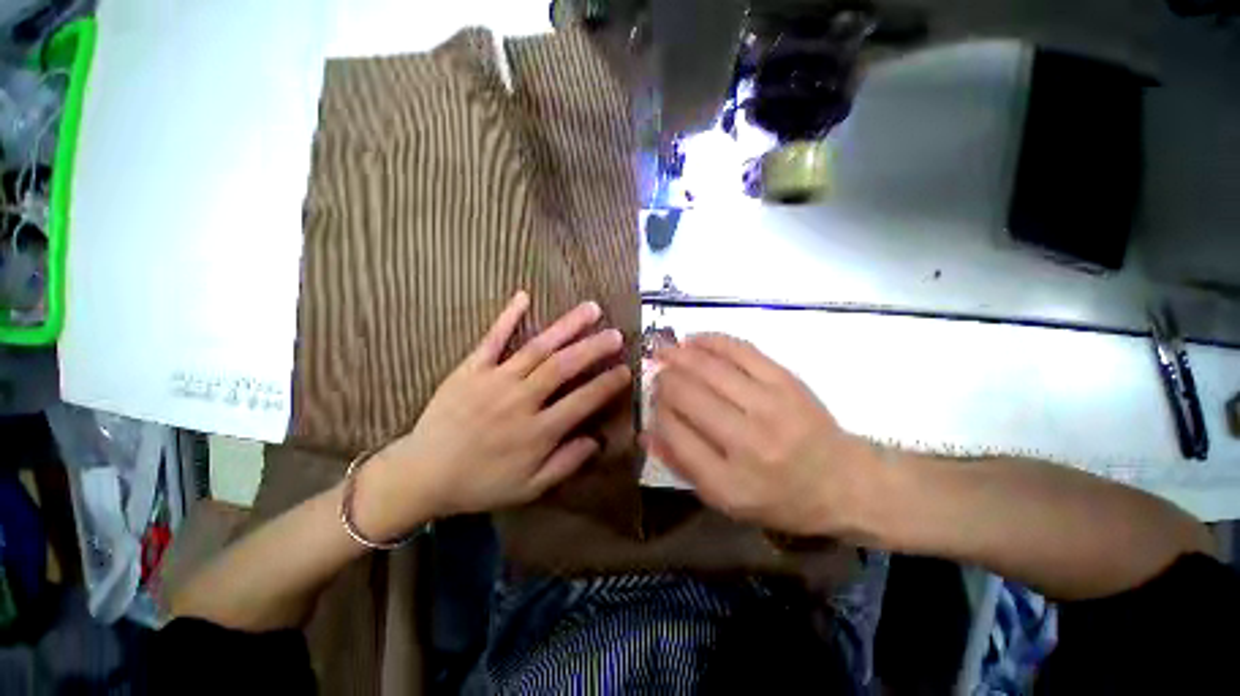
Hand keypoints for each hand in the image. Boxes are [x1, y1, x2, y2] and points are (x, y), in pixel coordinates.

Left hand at [354, 291, 630, 539]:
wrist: (423, 475)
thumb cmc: (481, 483)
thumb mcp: (530, 487)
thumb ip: (566, 462)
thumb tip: (597, 440)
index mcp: (538, 431)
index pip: (582, 400)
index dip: (607, 384)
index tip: (626, 369)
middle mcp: (521, 400)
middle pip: (563, 367)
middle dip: (593, 348)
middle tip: (616, 334)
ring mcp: (494, 381)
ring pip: (537, 348)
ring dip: (567, 327)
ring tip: (590, 309)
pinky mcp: (470, 370)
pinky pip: (492, 339)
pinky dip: (508, 317)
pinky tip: (524, 296)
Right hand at [649, 334, 880, 537]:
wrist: (843, 481)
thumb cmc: (779, 498)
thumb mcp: (725, 501)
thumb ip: (681, 466)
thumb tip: (644, 431)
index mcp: (728, 482)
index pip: (673, 432)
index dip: (656, 411)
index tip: (653, 402)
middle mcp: (748, 442)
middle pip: (686, 394)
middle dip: (663, 380)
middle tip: (656, 375)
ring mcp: (770, 406)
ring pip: (708, 368)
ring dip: (678, 355)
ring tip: (663, 351)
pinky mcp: (786, 380)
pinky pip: (739, 350)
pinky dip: (710, 341)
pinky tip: (693, 340)